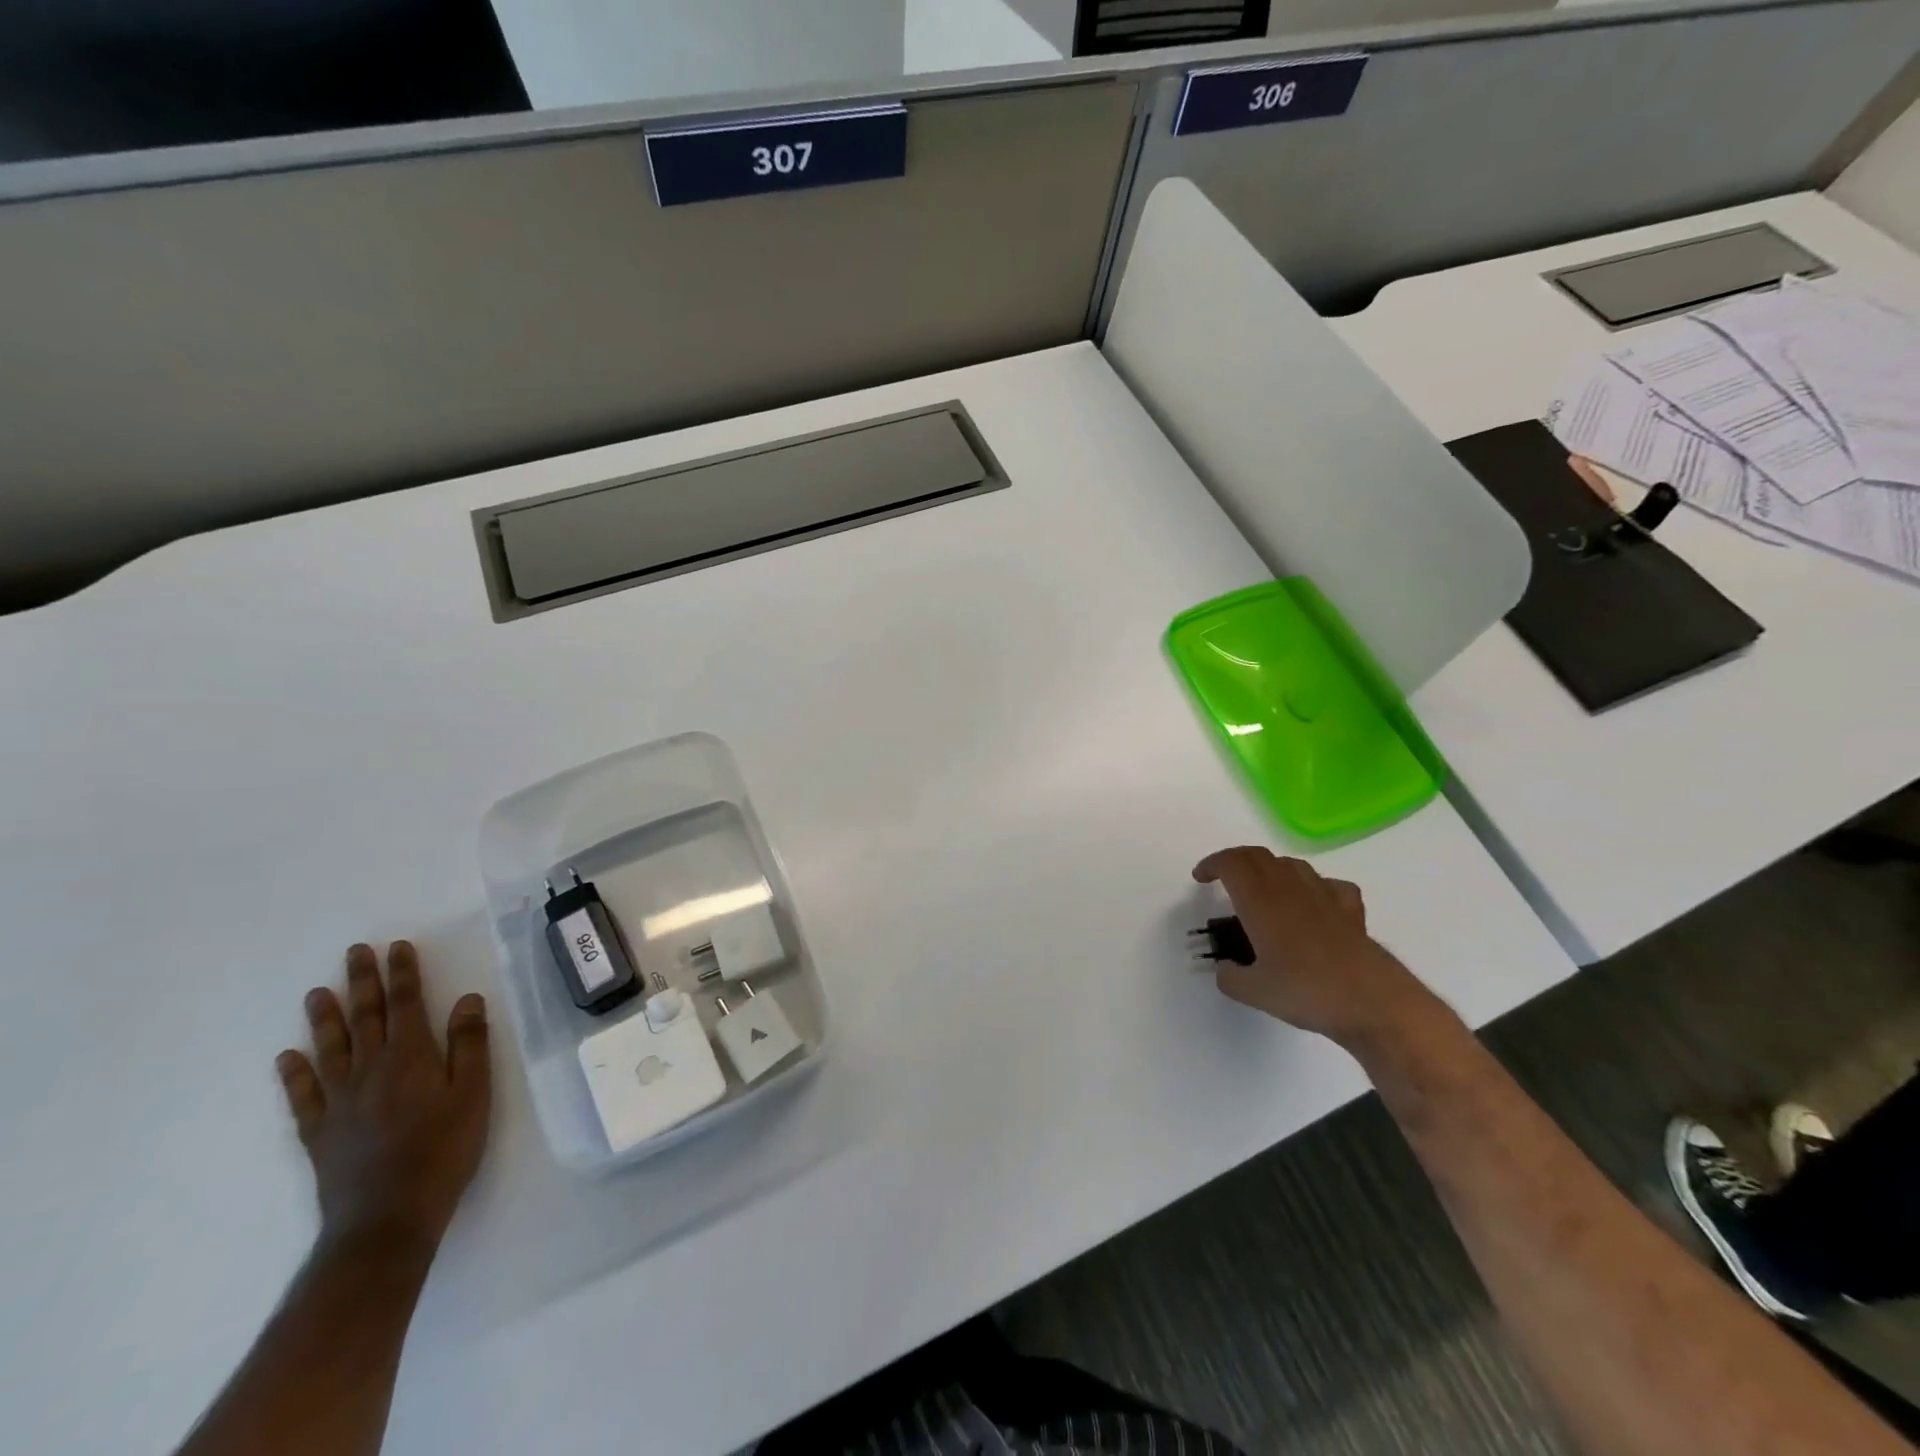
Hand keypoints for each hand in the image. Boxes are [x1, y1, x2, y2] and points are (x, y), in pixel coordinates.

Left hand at [276, 942, 491, 1252]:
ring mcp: (339, 1102)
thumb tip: (467, 999)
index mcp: (411, 1058)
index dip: (403, 974)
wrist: (387, 1218)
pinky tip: (288, 1057)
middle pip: (366, 1018)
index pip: (406, 1004)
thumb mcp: (474, 1093)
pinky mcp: (320, 1132)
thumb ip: (469, 1044)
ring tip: (317, 993)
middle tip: (354, 953)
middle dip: (362, 982)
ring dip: (325, 1019)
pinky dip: (294, 1074)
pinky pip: (303, 1096)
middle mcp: (370, 1071)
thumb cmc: (444, 1150)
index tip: (397, 947)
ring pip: (330, 1049)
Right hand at [1192, 846, 1438, 1049]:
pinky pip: (1329, 885)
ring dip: (1271, 869)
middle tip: (1224, 878)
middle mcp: (1290, 889)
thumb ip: (1230, 977)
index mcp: (1260, 901)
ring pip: (1292, 864)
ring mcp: (1324, 896)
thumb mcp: (1254, 992)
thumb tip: (1225, 970)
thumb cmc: (1306, 991)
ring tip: (1263, 890)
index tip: (1201, 878)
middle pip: (1258, 855)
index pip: (1231, 863)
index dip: (1212, 864)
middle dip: (1236, 861)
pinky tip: (1313, 903)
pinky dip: (1314, 886)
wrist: (1373, 1002)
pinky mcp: (1351, 911)